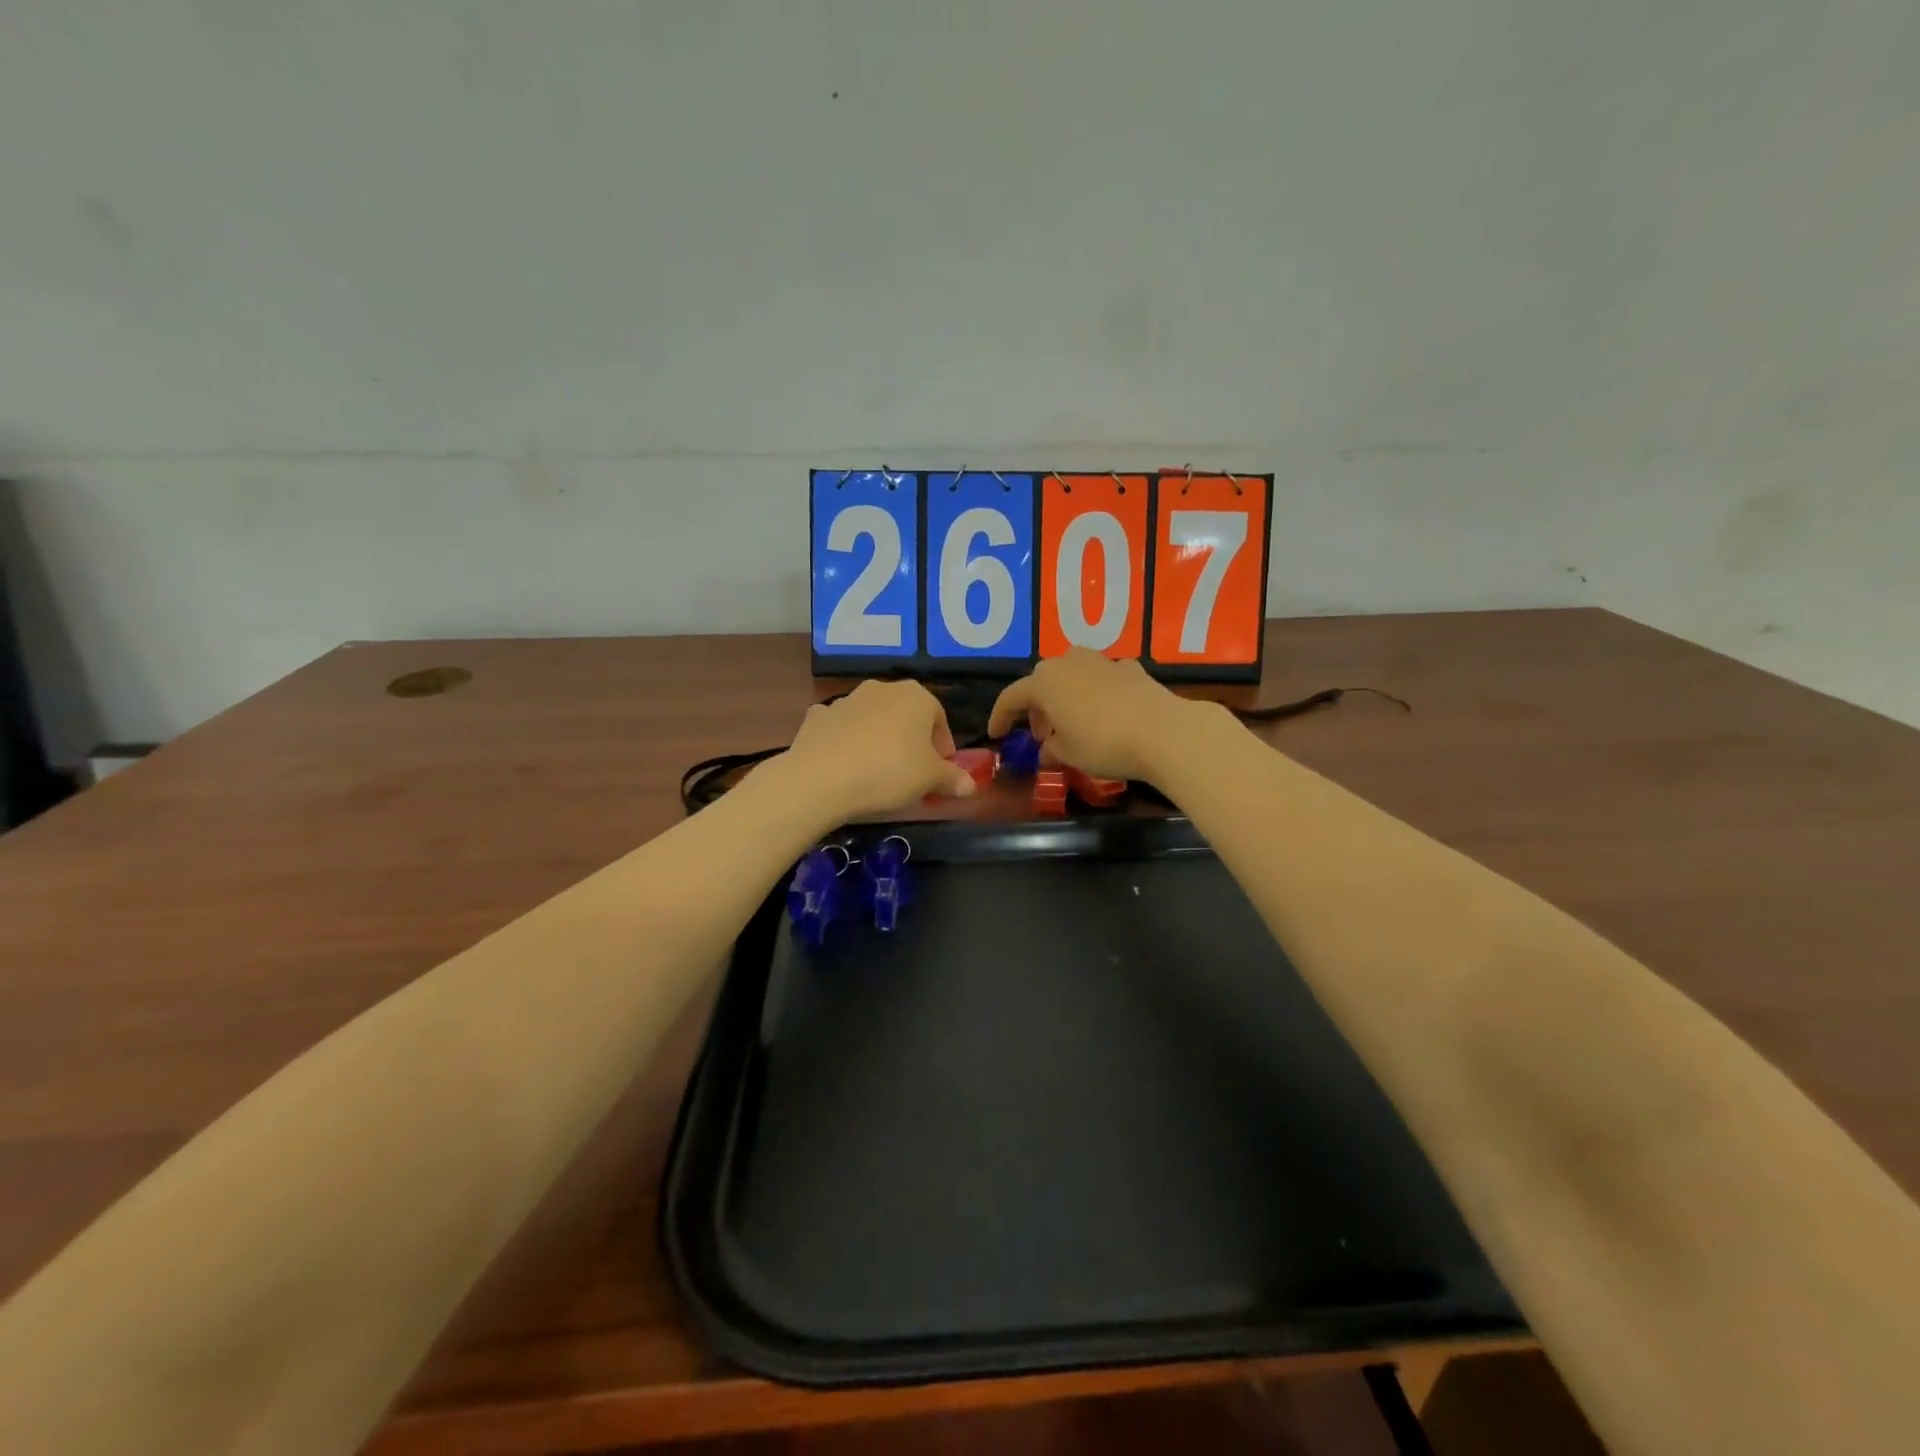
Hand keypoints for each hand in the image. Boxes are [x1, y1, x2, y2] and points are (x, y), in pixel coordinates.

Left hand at [780, 680, 975, 821]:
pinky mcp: (817, 717)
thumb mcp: (930, 780)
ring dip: (878, 739)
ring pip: (872, 720)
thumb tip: (971, 785)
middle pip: (905, 715)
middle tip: (911, 773)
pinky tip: (844, 765)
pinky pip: (840, 728)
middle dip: (911, 741)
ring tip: (877, 773)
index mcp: (916, 696)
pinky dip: (845, 742)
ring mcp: (846, 700)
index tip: (940, 773)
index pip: (939, 719)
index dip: (943, 748)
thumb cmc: (890, 772)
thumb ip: (953, 779)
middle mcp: (882, 688)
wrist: (821, 778)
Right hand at [988, 649, 1193, 782]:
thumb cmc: (1104, 743)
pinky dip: (1095, 693)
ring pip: (1072, 673)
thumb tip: (1047, 749)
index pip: (1011, 697)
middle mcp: (1069, 662)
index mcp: (1044, 682)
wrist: (1163, 731)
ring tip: (1073, 722)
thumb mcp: (1070, 754)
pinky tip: (1105, 712)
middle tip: (1043, 733)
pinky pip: (1101, 678)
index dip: (1001, 717)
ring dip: (1065, 695)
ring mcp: (1101, 661)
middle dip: (1037, 706)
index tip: (996, 735)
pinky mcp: (1130, 668)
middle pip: (1042, 680)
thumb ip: (1052, 749)